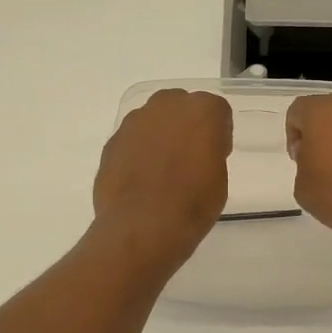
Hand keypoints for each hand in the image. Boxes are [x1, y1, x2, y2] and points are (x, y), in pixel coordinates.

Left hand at [93, 89, 232, 268]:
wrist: (142, 226)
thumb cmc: (193, 204)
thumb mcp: (219, 179)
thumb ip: (209, 154)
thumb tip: (196, 153)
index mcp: (203, 110)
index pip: (217, 112)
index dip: (218, 134)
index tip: (215, 156)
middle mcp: (167, 105)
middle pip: (181, 106)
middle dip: (185, 126)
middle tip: (188, 158)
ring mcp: (134, 121)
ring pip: (153, 120)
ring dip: (159, 137)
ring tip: (161, 171)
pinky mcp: (112, 141)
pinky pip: (132, 140)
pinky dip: (137, 153)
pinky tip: (140, 180)